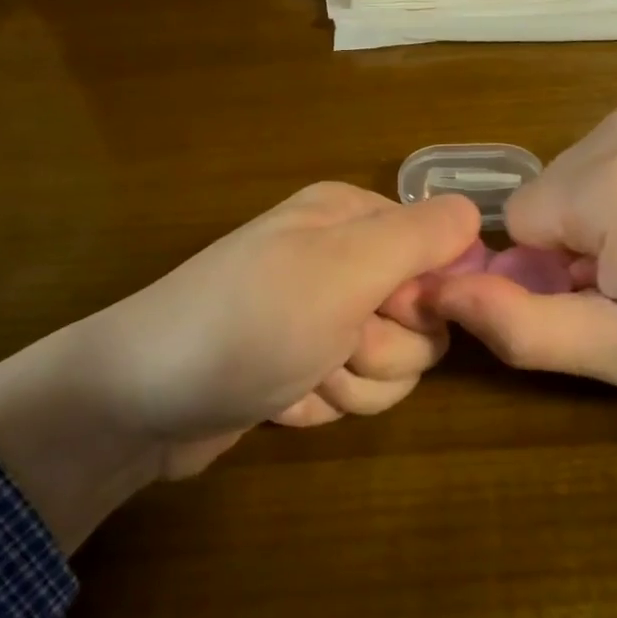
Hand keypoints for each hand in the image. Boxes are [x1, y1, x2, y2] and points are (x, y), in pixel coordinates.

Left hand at [0, 184, 479, 549]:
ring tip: (296, 374)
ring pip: (392, 368)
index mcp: (353, 220)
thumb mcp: (341, 268)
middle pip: (422, 324)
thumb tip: (474, 214)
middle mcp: (341, 262)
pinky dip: (320, 403)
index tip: (384, 312)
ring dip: (349, 385)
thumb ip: (418, 237)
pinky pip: (352, 395)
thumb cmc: (248, 323)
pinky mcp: (304, 368)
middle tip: (330, 346)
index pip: (445, 258)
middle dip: (381, 351)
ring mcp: (321, 319)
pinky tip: (279, 397)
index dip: (426, 299)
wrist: (142, 401)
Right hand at [427, 100, 616, 449]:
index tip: (614, 305)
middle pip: (540, 204)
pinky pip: (608, 170)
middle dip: (571, 253)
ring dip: (597, 233)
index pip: (509, 229)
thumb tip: (439, 291)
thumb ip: (523, 326)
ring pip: (570, 188)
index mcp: (605, 177)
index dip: (548, 278)